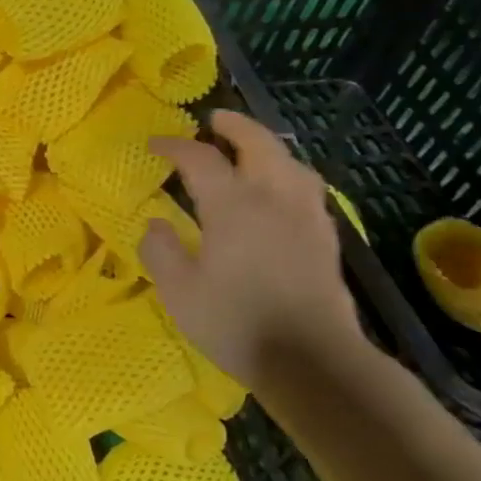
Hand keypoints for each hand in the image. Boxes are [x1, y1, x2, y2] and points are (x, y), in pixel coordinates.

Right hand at [140, 109, 359, 389]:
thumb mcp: (179, 291)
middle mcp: (272, 199)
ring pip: (291, 162)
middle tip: (215, 120)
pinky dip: (288, 173)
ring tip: (250, 150)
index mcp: (232, 206)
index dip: (175, 146)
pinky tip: (280, 190)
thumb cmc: (237, 323)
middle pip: (259, 144)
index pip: (200, 158)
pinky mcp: (325, 238)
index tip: (155, 144)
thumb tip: (156, 223)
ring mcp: (305, 216)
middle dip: (235, 126)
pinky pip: (307, 187)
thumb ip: (161, 251)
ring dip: (267, 146)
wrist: (313, 361)